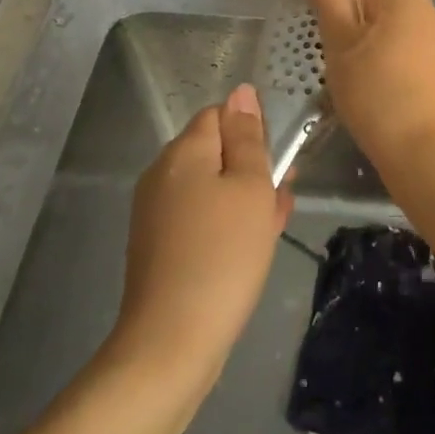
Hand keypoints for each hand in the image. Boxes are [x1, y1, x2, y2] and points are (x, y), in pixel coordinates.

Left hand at [111, 85, 293, 398]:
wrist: (172, 342)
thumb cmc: (223, 255)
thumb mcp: (250, 188)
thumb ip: (248, 138)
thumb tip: (241, 92)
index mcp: (183, 152)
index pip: (220, 115)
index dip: (251, 132)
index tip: (273, 166)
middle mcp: (162, 174)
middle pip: (215, 151)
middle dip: (251, 169)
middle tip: (278, 200)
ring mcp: (156, 212)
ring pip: (211, 187)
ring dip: (243, 199)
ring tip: (270, 227)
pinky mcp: (158, 245)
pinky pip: (199, 218)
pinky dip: (225, 225)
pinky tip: (248, 249)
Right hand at [298, 0, 434, 176]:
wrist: (424, 152)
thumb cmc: (377, 93)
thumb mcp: (340, 43)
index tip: (307, 22)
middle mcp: (423, 8)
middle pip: (369, 1)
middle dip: (342, 22)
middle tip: (323, 54)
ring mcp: (433, 37)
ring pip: (381, 28)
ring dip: (358, 44)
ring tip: (342, 75)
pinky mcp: (434, 65)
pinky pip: (396, 49)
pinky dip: (377, 61)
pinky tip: (366, 87)